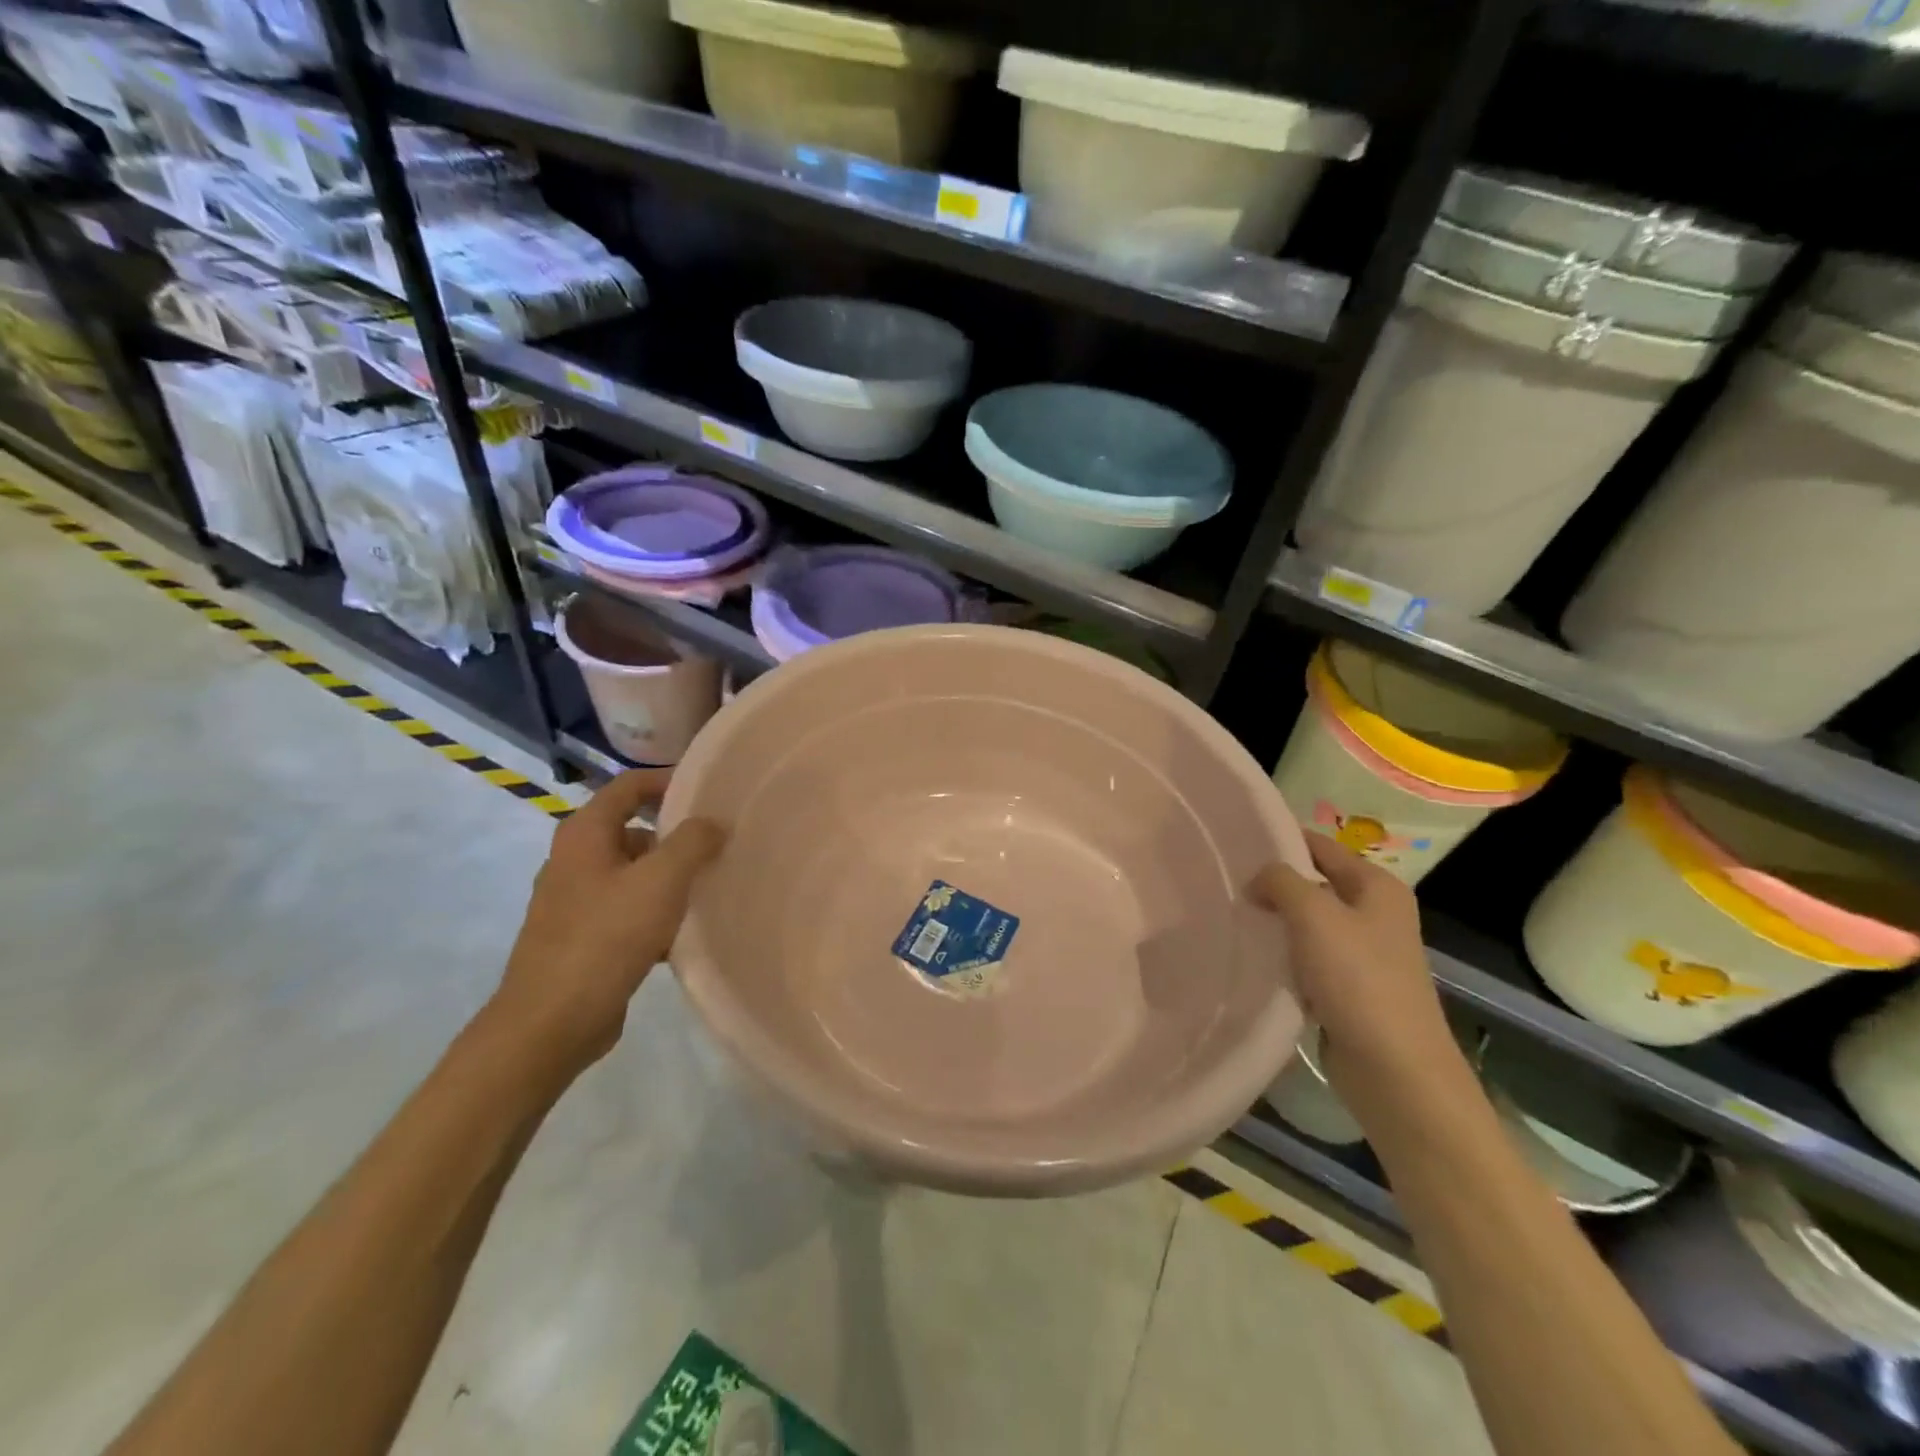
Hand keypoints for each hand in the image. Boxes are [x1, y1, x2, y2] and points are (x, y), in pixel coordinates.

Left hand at [488, 768, 723, 1084]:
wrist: (551, 1022)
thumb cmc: (606, 937)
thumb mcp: (661, 880)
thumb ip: (693, 841)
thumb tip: (713, 822)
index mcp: (585, 834)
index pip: (630, 785)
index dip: (670, 780)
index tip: (711, 791)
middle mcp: (575, 859)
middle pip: (634, 829)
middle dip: (677, 835)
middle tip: (720, 843)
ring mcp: (575, 901)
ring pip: (634, 873)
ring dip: (670, 877)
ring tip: (711, 887)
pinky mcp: (582, 937)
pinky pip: (628, 909)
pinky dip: (656, 912)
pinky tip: (684, 933)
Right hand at [1255, 833, 1465, 1109]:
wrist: (1394, 1069)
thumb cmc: (1358, 979)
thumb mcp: (1314, 914)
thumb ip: (1280, 881)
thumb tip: (1258, 879)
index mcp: (1377, 886)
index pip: (1320, 845)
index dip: (1280, 839)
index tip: (1234, 841)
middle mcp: (1374, 913)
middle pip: (1312, 883)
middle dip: (1272, 883)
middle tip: (1224, 881)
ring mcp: (1363, 953)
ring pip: (1306, 923)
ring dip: (1275, 922)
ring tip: (1231, 916)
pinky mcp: (1348, 988)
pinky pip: (1306, 958)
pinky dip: (1282, 956)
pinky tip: (1253, 957)